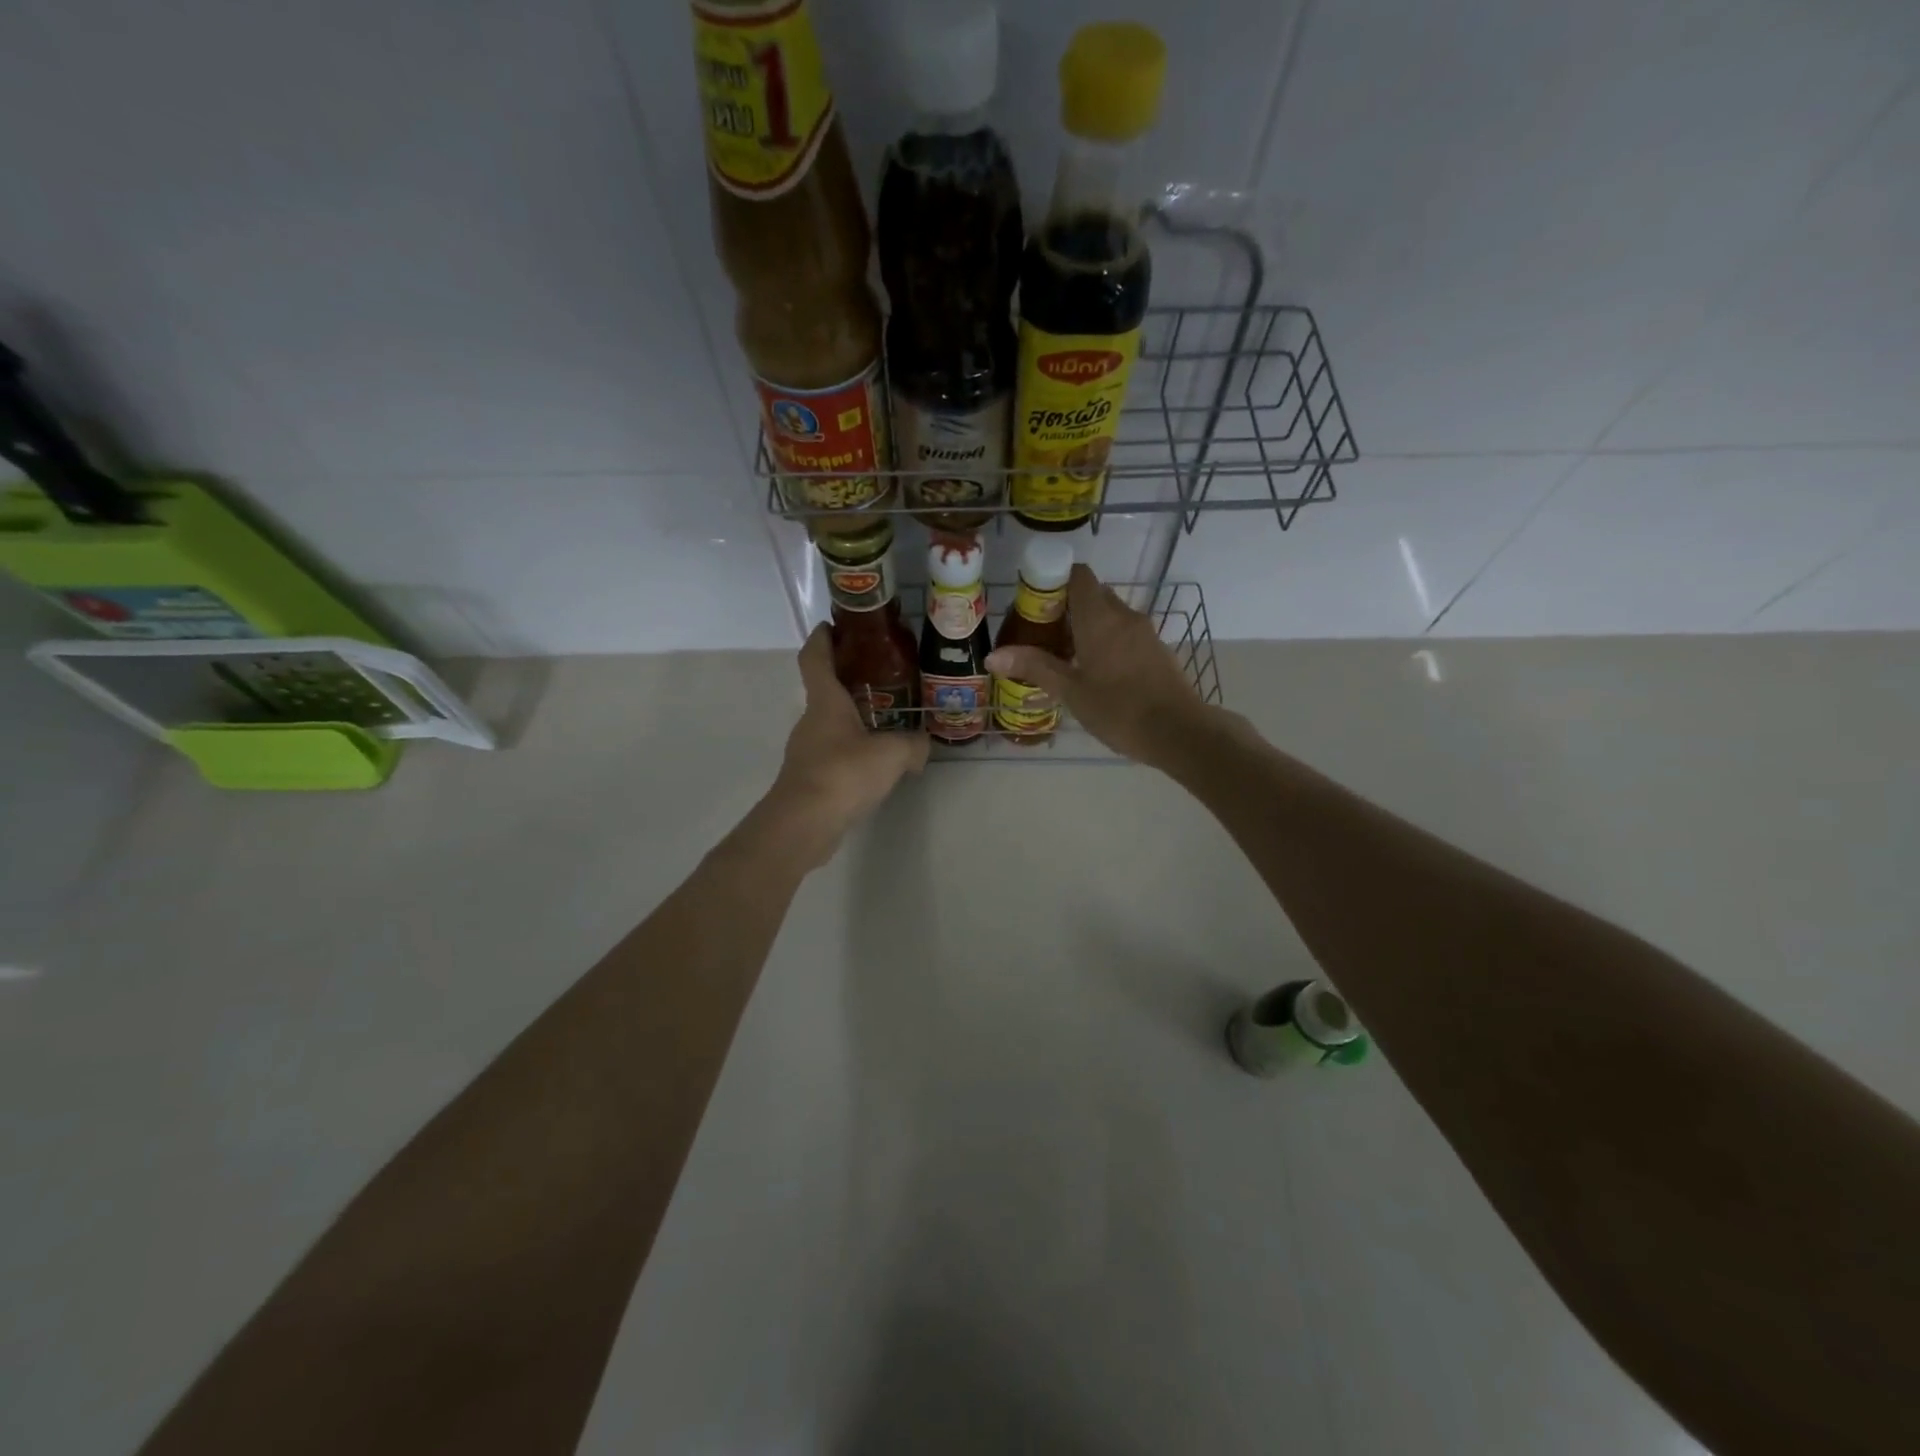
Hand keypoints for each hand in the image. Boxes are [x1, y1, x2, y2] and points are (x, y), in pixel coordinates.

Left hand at [767, 624, 929, 865]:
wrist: (803, 824)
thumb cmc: (843, 774)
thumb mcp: (892, 754)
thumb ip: (913, 744)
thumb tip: (923, 746)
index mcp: (825, 702)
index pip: (815, 658)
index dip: (822, 638)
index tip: (833, 625)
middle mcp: (811, 721)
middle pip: (826, 691)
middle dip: (849, 680)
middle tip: (884, 677)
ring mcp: (807, 751)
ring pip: (831, 725)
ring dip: (854, 719)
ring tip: (888, 721)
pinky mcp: (810, 779)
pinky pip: (834, 754)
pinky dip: (853, 751)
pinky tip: (877, 764)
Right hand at [985, 564, 1213, 769]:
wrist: (1179, 732)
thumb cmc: (1119, 709)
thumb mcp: (1071, 690)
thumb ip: (1034, 667)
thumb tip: (993, 656)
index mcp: (1100, 617)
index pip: (1078, 575)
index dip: (1054, 580)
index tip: (1034, 603)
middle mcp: (1124, 615)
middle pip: (1092, 594)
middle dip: (1066, 607)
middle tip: (1042, 634)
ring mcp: (1145, 632)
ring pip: (1109, 615)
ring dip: (1086, 626)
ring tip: (1063, 656)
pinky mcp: (1156, 650)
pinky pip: (1124, 633)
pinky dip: (1105, 640)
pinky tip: (1093, 671)